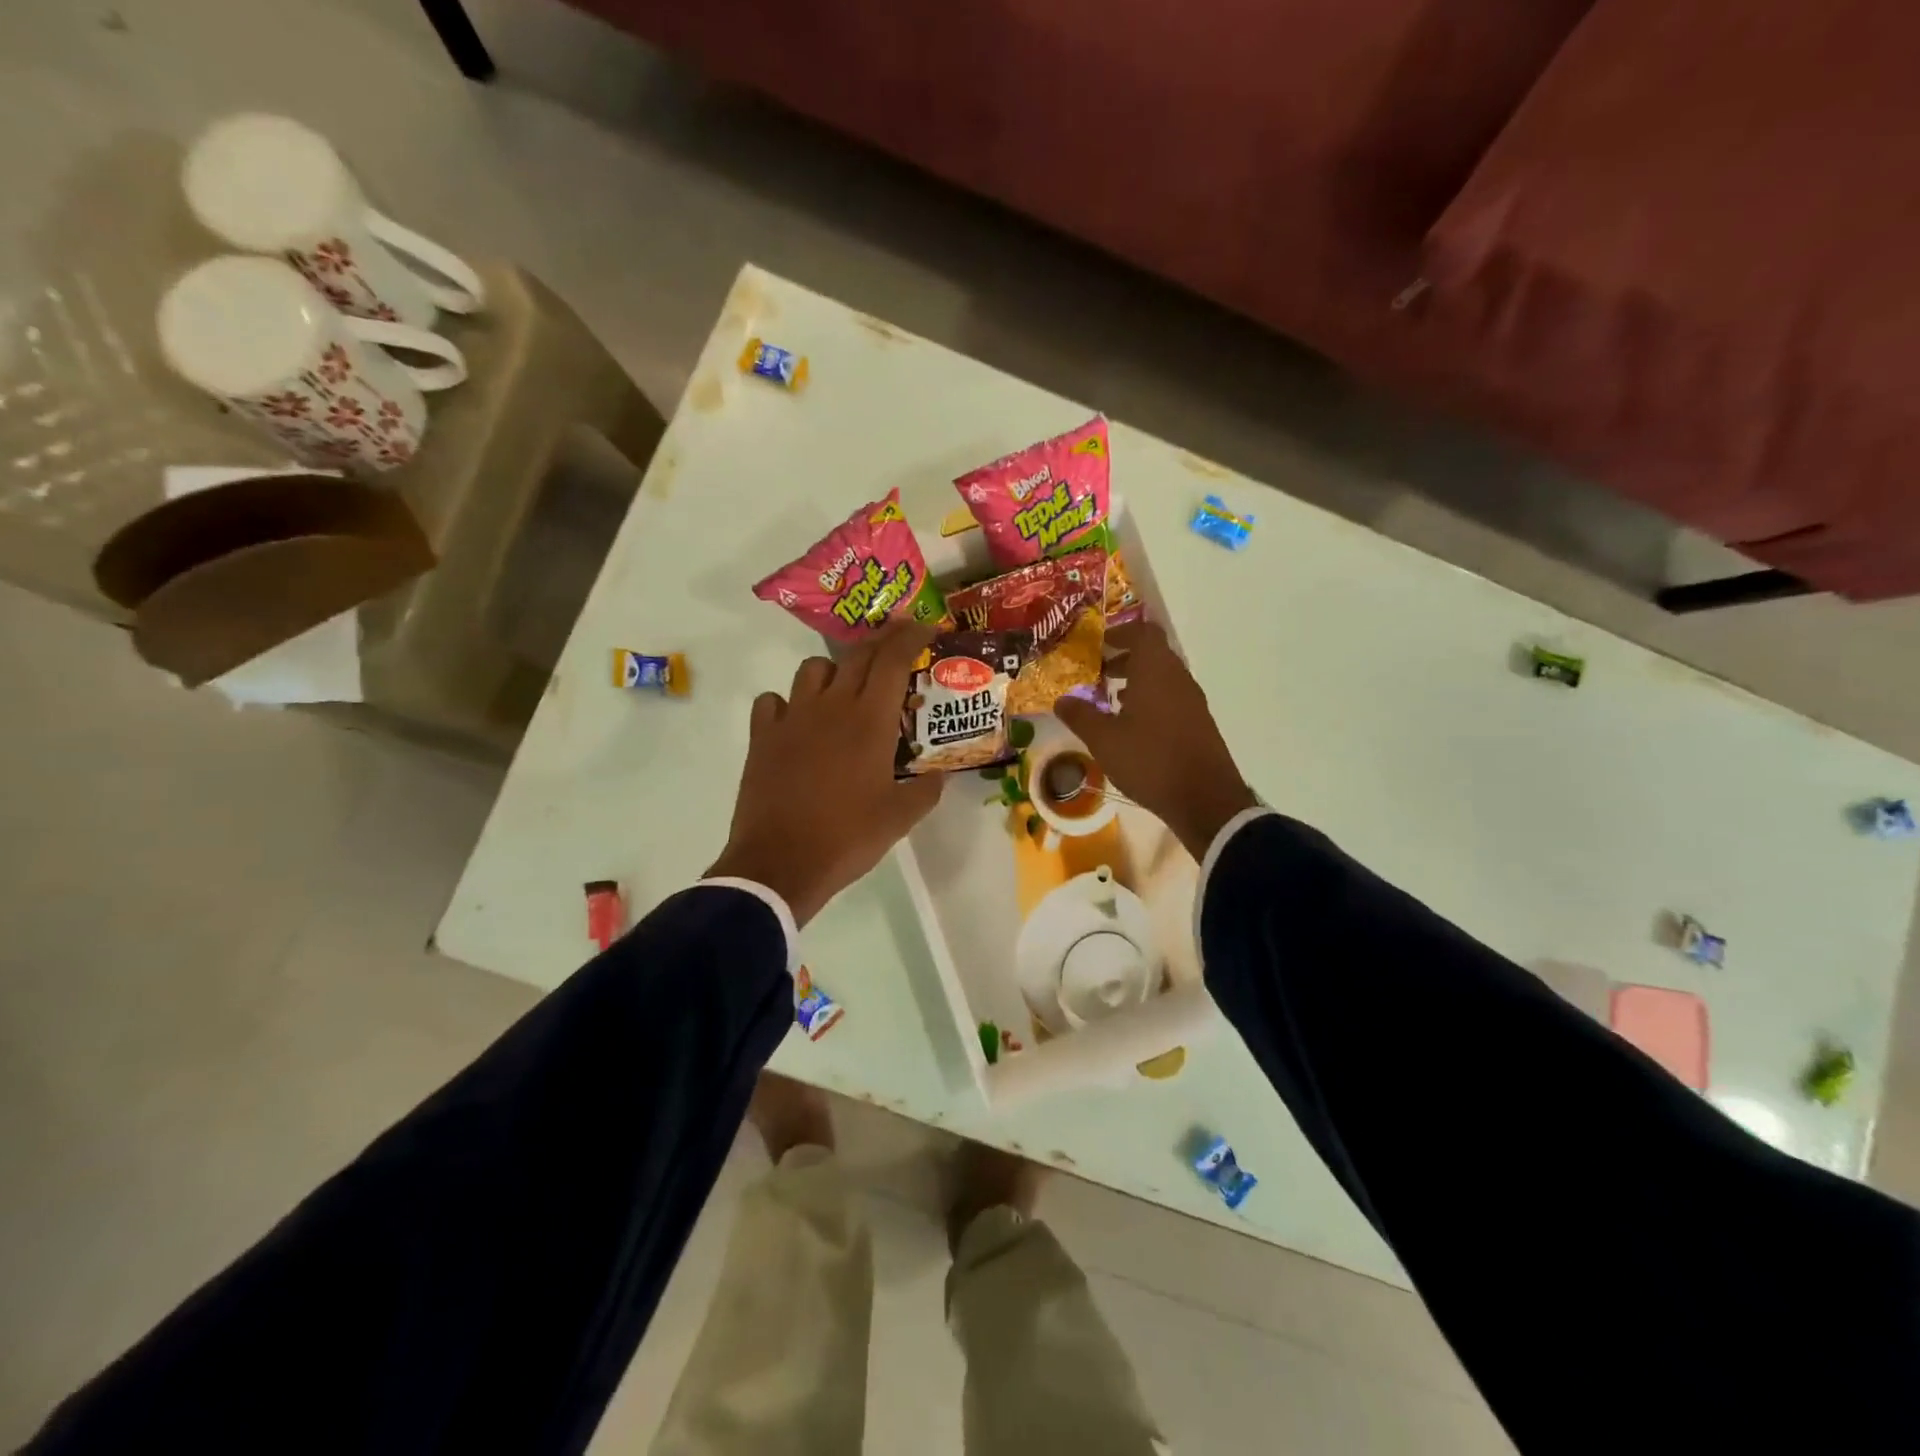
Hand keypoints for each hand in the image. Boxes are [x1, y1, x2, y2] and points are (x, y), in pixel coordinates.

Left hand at [708, 623, 942, 925]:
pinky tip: (797, 723)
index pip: (893, 659)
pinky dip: (788, 703)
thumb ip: (926, 791)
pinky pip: (773, 701)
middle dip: (881, 643)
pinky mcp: (762, 736)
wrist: (780, 863)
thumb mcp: (900, 818)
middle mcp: (831, 706)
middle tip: (896, 649)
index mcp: (870, 721)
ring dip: (834, 671)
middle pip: (857, 655)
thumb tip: (939, 776)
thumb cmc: (847, 837)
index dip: (911, 636)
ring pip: (813, 669)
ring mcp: (792, 718)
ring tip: (844, 691)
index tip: (926, 627)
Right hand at [1056, 620, 1259, 857]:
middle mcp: (1178, 678)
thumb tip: (1062, 700)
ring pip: (1163, 677)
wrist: (1204, 799)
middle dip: (1125, 658)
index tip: (1100, 643)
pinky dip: (1150, 700)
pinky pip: (1171, 698)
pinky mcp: (1198, 723)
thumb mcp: (1104, 740)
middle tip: (1099, 671)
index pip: (1144, 632)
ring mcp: (1192, 701)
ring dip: (1138, 680)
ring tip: (1111, 699)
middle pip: (1153, 654)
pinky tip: (1132, 726)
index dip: (1122, 632)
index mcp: (1156, 671)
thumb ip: (1081, 716)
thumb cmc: (1150, 760)